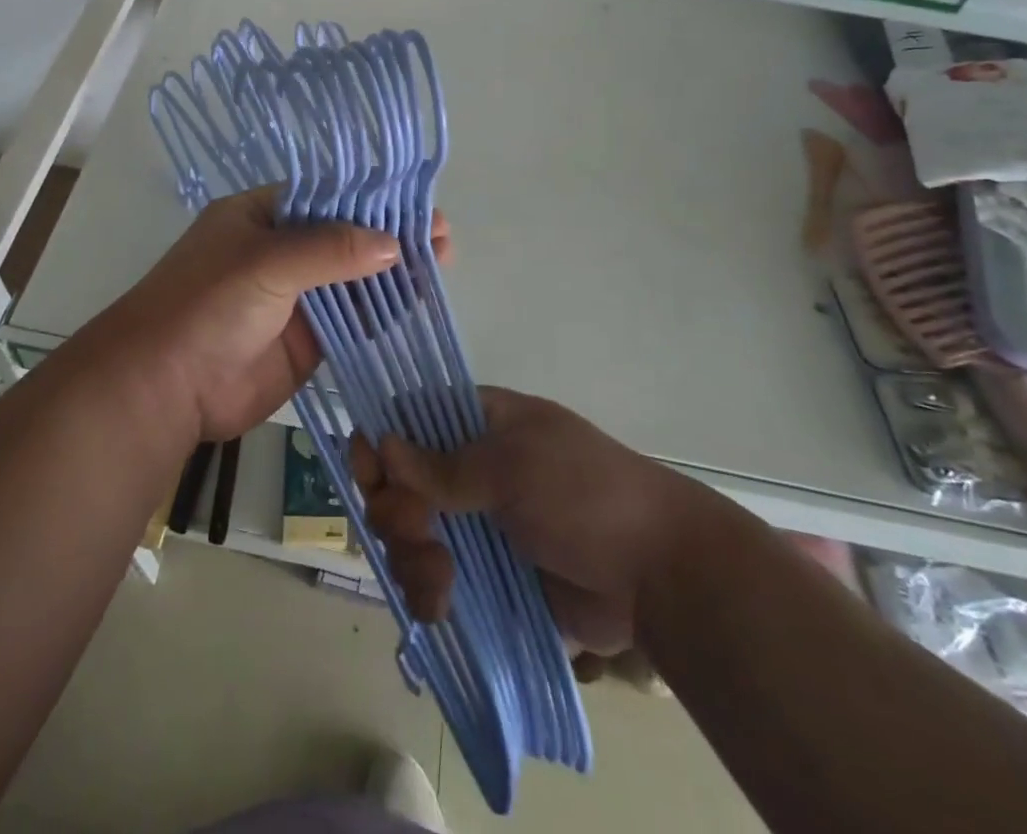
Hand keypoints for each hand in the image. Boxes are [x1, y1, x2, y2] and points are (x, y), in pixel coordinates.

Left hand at [94, 188, 450, 443]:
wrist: (164, 388)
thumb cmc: (207, 305)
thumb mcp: (266, 262)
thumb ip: (330, 249)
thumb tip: (394, 245)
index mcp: (262, 216)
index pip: (327, 197)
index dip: (372, 199)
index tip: (418, 204)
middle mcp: (281, 250)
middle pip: (346, 236)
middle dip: (391, 235)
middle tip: (441, 238)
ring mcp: (296, 296)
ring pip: (354, 278)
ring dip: (394, 272)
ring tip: (441, 265)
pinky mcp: (307, 339)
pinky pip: (352, 319)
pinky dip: (382, 311)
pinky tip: (417, 302)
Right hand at [351, 387, 690, 657]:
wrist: (658, 575)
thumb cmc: (585, 494)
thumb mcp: (513, 466)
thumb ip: (443, 464)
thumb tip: (382, 443)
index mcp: (479, 423)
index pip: (408, 419)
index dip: (380, 442)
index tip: (368, 474)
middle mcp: (469, 469)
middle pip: (398, 482)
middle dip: (394, 511)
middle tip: (420, 533)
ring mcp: (476, 525)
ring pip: (409, 535)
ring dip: (410, 558)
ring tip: (441, 582)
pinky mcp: (484, 578)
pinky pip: (432, 581)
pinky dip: (427, 594)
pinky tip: (441, 608)